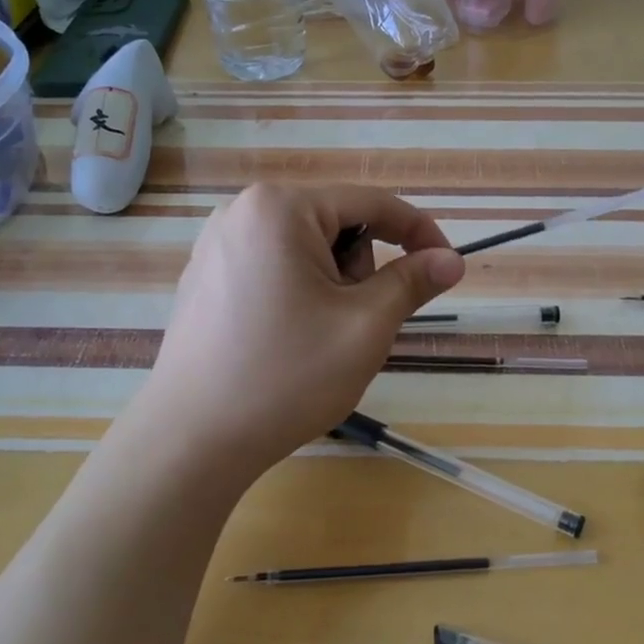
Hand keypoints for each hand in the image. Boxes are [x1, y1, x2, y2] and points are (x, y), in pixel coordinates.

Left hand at [139, 183, 464, 476]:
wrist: (191, 440)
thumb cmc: (286, 376)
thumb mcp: (364, 326)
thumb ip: (412, 282)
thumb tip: (452, 259)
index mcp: (280, 208)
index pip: (371, 202)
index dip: (418, 232)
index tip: (447, 266)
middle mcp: (242, 211)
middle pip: (335, 224)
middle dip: (359, 270)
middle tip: (353, 324)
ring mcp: (217, 245)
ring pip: (305, 250)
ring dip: (331, 286)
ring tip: (316, 338)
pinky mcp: (205, 277)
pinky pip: (272, 269)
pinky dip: (297, 295)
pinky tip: (285, 341)